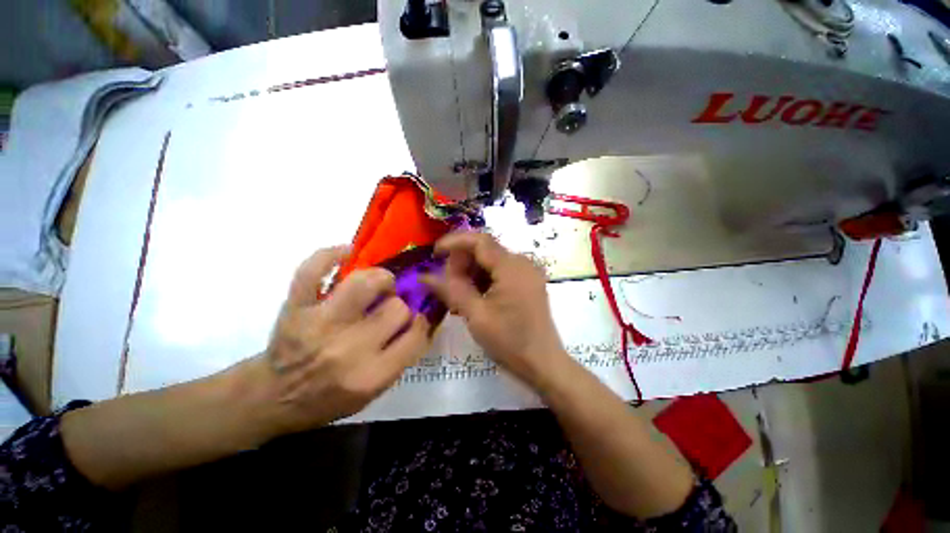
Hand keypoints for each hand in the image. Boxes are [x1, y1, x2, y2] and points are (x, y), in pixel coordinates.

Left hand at [263, 246, 430, 433]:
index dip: (423, 321)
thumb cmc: (327, 399)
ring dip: (380, 278)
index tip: (419, 317)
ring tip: (378, 284)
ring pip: (366, 283)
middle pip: (396, 308)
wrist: (271, 398)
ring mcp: (319, 324)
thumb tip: (423, 318)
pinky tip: (345, 253)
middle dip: (400, 305)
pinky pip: (312, 270)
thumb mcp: (373, 392)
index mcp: (371, 375)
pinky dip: (329, 255)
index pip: (416, 335)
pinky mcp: (295, 308)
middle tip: (391, 308)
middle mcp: (349, 349)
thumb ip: (402, 356)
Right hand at [424, 233, 568, 388]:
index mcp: (512, 267)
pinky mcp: (527, 283)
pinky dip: (484, 279)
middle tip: (447, 284)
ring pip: (491, 261)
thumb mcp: (476, 315)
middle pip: (485, 250)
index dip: (454, 242)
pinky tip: (474, 296)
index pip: (479, 241)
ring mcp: (527, 272)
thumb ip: (451, 290)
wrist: (543, 363)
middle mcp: (522, 262)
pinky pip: (500, 271)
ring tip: (458, 294)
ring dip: (471, 272)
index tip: (435, 254)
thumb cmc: (510, 341)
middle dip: (462, 262)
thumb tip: (424, 276)